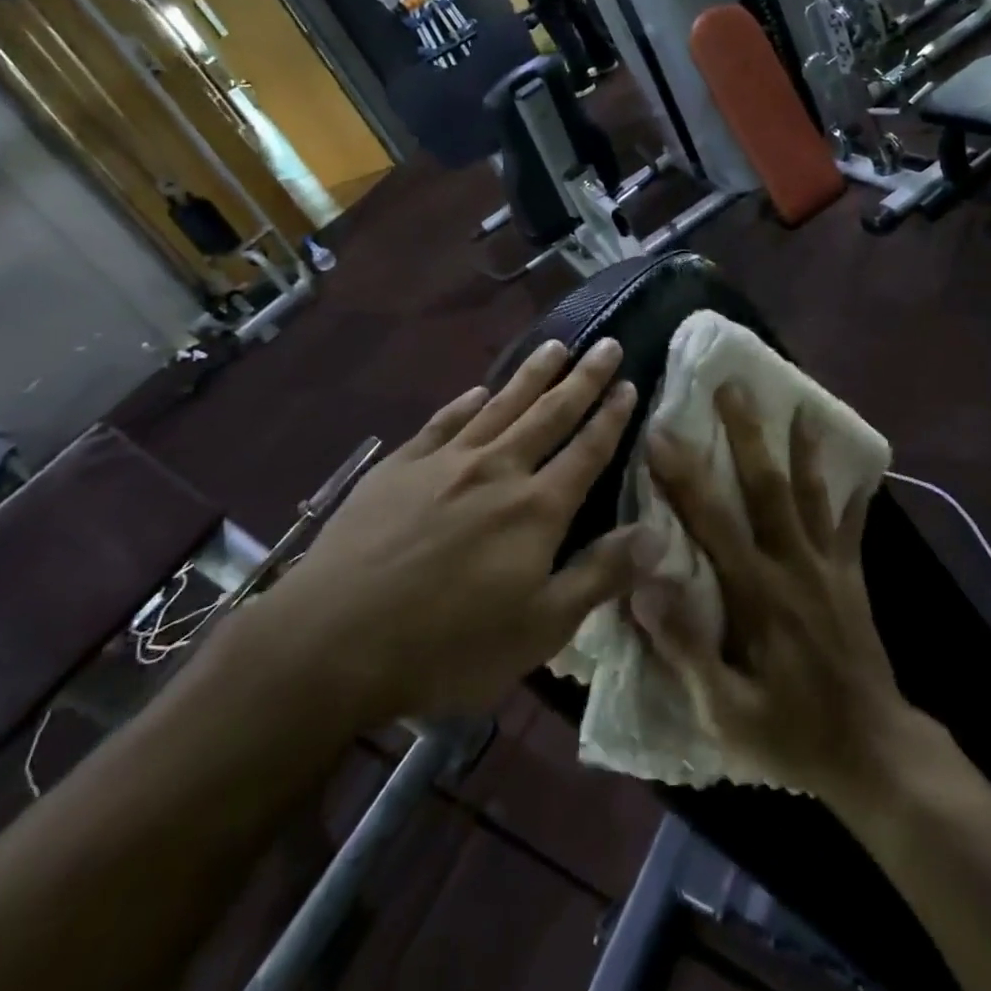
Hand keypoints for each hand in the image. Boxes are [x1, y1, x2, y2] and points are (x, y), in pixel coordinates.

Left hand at [246, 338, 664, 726]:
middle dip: (583, 378)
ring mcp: (445, 463)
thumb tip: (657, 535)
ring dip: (532, 374)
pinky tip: (478, 389)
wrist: (333, 640)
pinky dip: (465, 402)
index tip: (629, 383)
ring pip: (500, 405)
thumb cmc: (447, 646)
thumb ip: (599, 576)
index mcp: (537, 508)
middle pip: (550, 413)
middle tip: (606, 344)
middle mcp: (498, 469)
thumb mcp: (540, 629)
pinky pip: (443, 422)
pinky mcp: (400, 466)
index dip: (612, 416)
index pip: (588, 450)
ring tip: (556, 346)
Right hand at [631, 386, 910, 803]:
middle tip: (732, 387)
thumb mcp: (724, 710)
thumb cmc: (790, 733)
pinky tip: (859, 464)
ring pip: (812, 494)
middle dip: (747, 434)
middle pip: (767, 488)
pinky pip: (852, 524)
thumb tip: (643, 585)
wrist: (873, 752)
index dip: (684, 476)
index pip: (713, 522)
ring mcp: (829, 567)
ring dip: (802, 446)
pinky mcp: (852, 576)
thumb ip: (684, 647)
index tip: (661, 432)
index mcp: (757, 593)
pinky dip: (853, 491)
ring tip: (798, 404)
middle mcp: (794, 565)